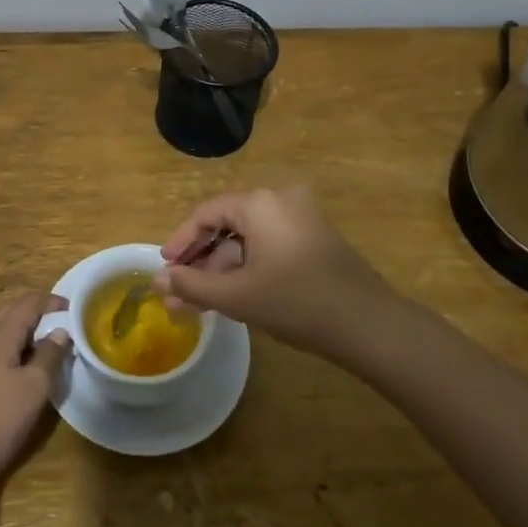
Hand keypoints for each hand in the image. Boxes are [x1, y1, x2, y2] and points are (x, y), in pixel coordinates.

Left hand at [0, 293, 71, 496]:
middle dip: (39, 314)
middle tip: (64, 326)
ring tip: (51, 349)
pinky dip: (16, 353)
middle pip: (13, 314)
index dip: (52, 302)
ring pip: (3, 335)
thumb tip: (61, 331)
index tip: (76, 310)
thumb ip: (49, 356)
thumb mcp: (33, 387)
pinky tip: (28, 373)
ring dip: (27, 335)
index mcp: (0, 335)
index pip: (28, 303)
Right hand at [155, 186, 401, 358]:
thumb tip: (158, 280)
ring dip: (221, 271)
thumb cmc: (296, 302)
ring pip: (248, 241)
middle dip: (200, 263)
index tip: (164, 268)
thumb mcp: (237, 296)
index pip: (206, 214)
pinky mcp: (315, 241)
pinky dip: (247, 270)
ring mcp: (302, 220)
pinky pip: (269, 248)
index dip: (181, 242)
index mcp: (260, 202)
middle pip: (227, 226)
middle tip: (177, 292)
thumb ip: (192, 286)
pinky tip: (229, 298)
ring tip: (196, 304)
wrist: (369, 325)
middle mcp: (281, 201)